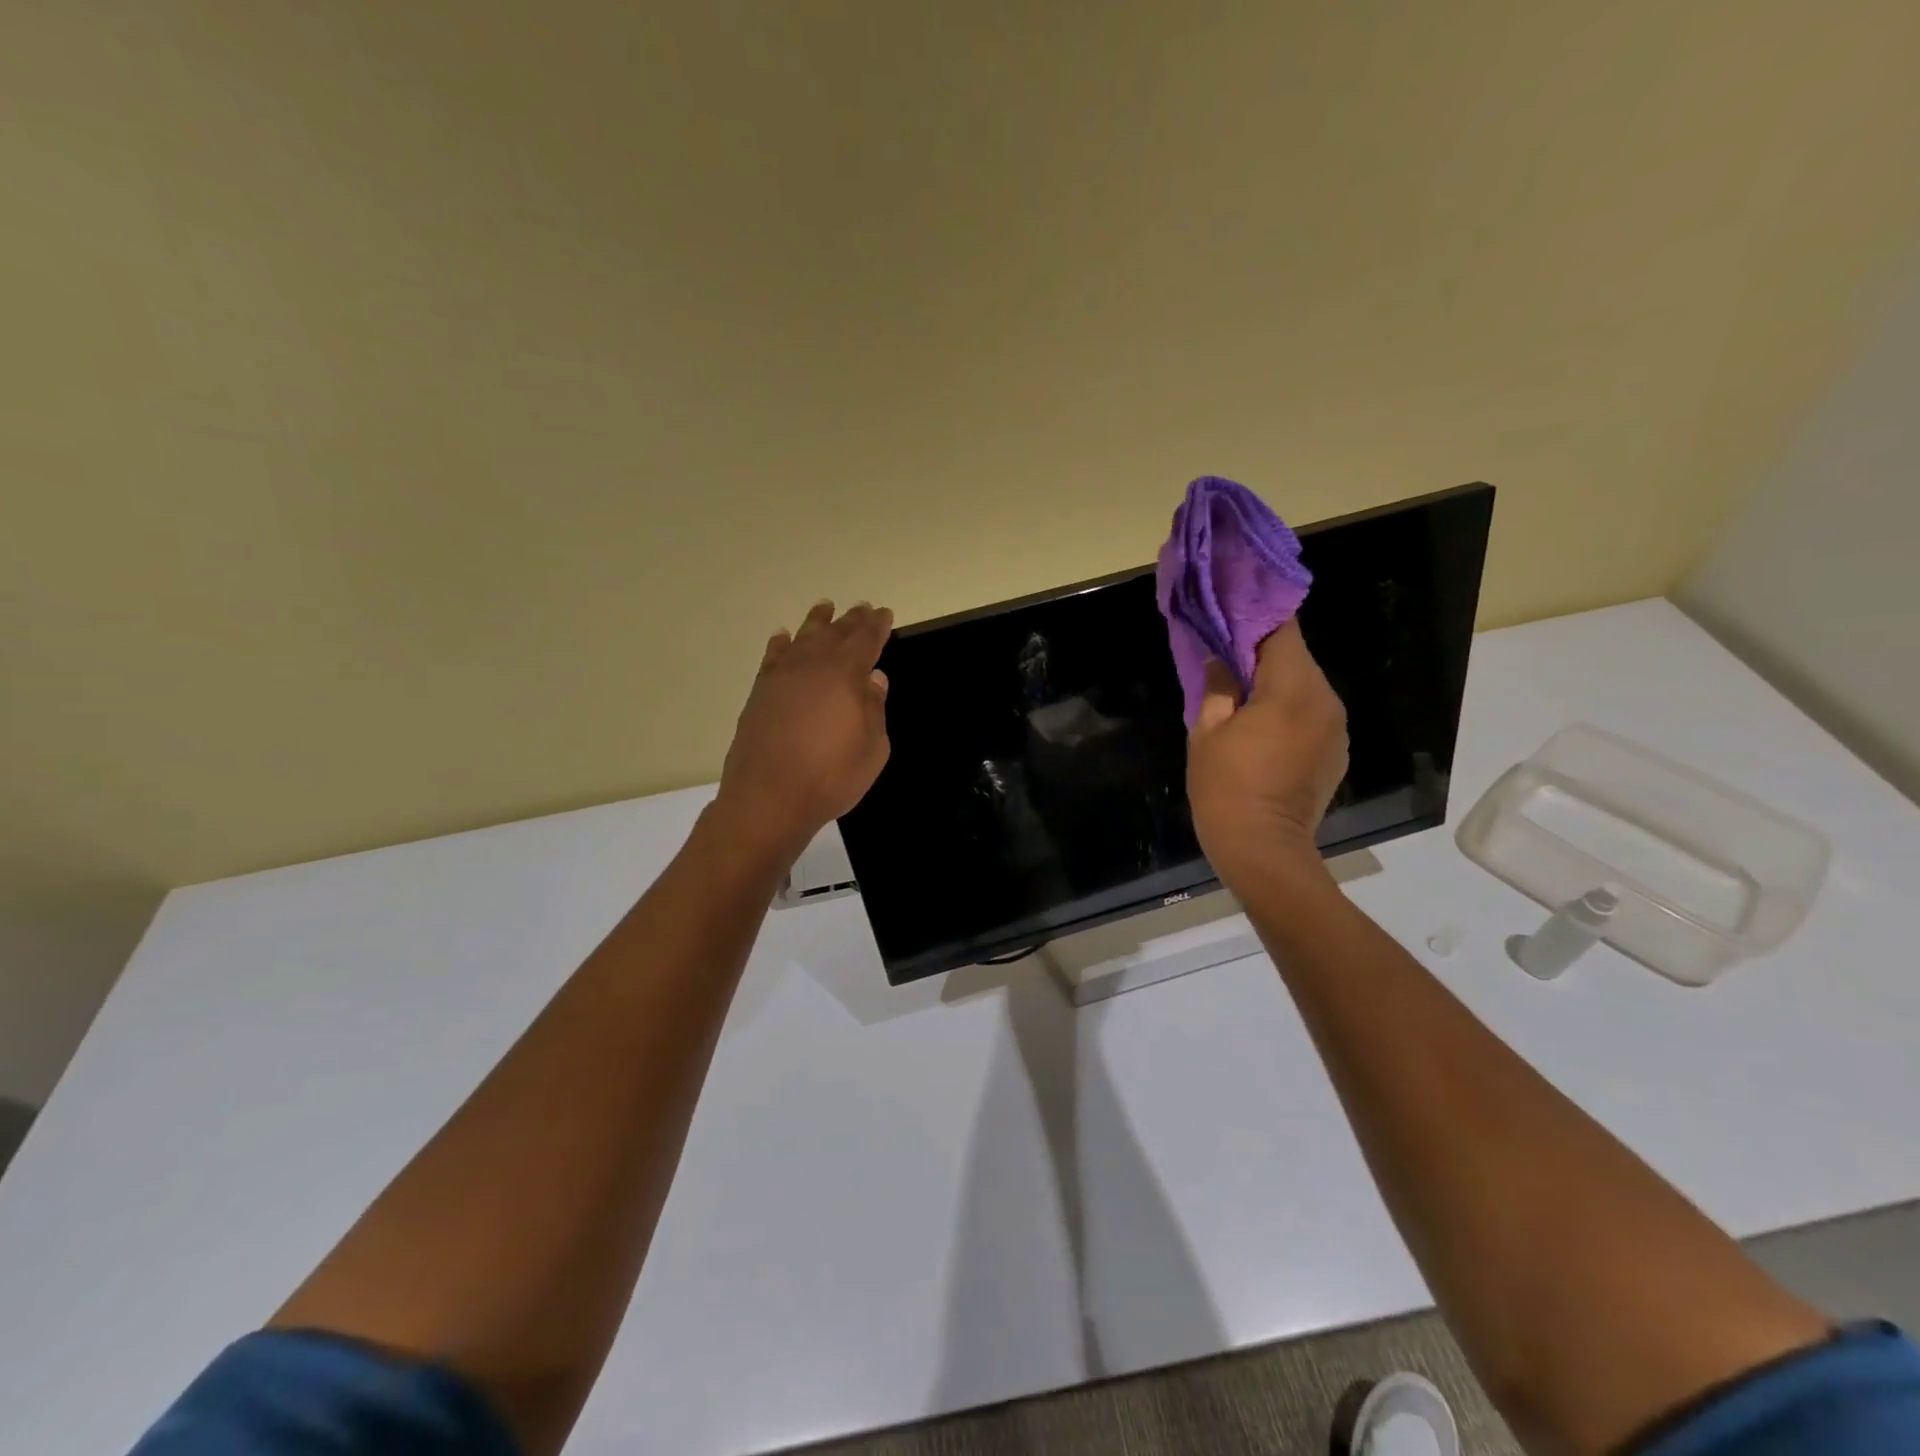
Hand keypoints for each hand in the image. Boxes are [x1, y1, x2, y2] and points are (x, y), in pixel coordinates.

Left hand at [712, 600, 892, 862]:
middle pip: (835, 634)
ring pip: (802, 638)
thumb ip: (874, 708)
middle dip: (851, 620)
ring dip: (816, 622)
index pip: (865, 641)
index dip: (877, 626)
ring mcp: (781, 678)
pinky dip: (780, 644)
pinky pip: (772, 657)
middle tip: (862, 608)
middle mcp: (812, 667)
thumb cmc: (830, 777)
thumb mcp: (872, 749)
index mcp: (845, 676)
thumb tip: (873, 679)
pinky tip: (783, 637)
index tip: (884, 613)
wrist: (768, 799)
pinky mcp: (759, 693)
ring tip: (825, 607)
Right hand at [1186, 621, 1348, 890]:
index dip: (1257, 618)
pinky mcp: (1337, 752)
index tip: (1232, 614)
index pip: (1282, 631)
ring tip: (1244, 699)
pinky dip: (1291, 712)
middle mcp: (1325, 700)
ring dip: (1277, 686)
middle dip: (1263, 655)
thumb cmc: (1226, 786)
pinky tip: (1266, 732)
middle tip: (1228, 662)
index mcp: (1292, 689)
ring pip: (1306, 687)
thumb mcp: (1207, 731)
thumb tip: (1220, 658)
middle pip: (1296, 658)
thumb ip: (1217, 686)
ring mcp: (1337, 728)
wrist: (1263, 848)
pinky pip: (1313, 715)